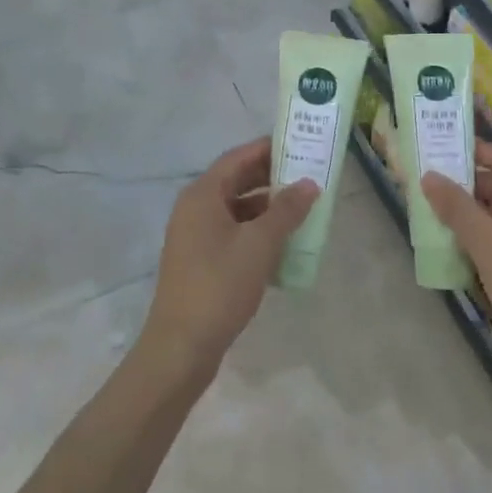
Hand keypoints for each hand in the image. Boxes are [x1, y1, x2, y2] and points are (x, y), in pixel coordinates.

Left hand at [141, 138, 318, 378]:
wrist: (182, 346)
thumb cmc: (220, 285)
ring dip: (267, 207)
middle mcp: (194, 208)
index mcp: (202, 195)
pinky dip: (256, 231)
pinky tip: (282, 244)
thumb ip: (286, 210)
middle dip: (271, 178)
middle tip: (308, 177)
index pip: (238, 157)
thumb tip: (309, 184)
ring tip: (302, 210)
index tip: (300, 146)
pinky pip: (231, 232)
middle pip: (236, 180)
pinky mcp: (199, 260)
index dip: (269, 149)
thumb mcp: (260, 244)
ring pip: (236, 208)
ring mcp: (194, 235)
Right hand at [421, 144, 491, 405]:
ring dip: (473, 214)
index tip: (442, 151)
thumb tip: (429, 176)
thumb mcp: (491, 249)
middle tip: (432, 187)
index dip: (478, 153)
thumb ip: (459, 210)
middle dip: (470, 185)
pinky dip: (482, 241)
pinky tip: (458, 252)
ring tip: (437, 217)